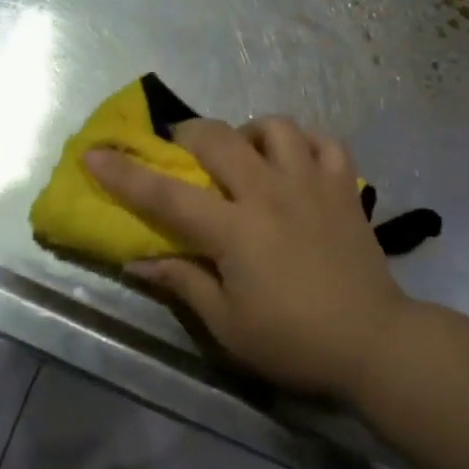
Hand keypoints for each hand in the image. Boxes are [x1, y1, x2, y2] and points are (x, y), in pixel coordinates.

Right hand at [87, 117, 416, 402]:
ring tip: (245, 155)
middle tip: (181, 150)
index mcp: (236, 230)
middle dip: (188, 135)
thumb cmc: (294, 341)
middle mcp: (270, 192)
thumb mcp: (228, 326)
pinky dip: (305, 142)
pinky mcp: (344, 186)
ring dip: (250, 132)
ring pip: (275, 126)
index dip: (125, 173)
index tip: (94, 153)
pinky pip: (324, 140)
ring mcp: (311, 182)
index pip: (167, 195)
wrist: (374, 342)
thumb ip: (182, 283)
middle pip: (219, 138)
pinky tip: (295, 160)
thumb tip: (137, 261)